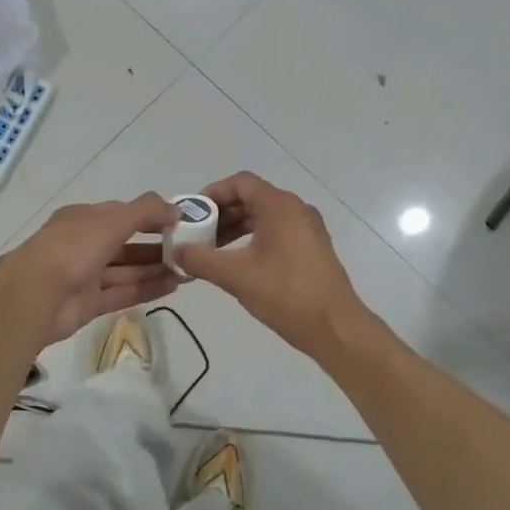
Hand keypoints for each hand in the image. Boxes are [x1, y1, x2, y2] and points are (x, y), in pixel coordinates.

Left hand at [2, 193, 182, 346]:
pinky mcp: (89, 304)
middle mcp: (84, 245)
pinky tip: (174, 287)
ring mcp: (86, 276)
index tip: (181, 223)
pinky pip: (123, 293)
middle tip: (191, 251)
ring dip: (156, 269)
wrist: (34, 296)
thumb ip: (146, 211)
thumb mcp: (112, 220)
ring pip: (127, 271)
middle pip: (127, 244)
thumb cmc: (73, 248)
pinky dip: (147, 289)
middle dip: (158, 246)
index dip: (151, 216)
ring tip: (189, 270)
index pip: (122, 214)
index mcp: (84, 219)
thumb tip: (177, 209)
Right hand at [175, 172, 367, 355]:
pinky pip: (277, 231)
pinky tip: (238, 262)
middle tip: (197, 235)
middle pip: (252, 198)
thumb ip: (200, 259)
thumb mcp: (236, 276)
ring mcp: (307, 228)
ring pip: (264, 216)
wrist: (334, 326)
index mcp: (279, 206)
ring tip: (212, 251)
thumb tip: (175, 250)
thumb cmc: (285, 294)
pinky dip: (254, 239)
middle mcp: (296, 209)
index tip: (192, 214)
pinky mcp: (312, 248)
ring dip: (236, 228)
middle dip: (221, 214)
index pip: (240, 183)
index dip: (213, 194)